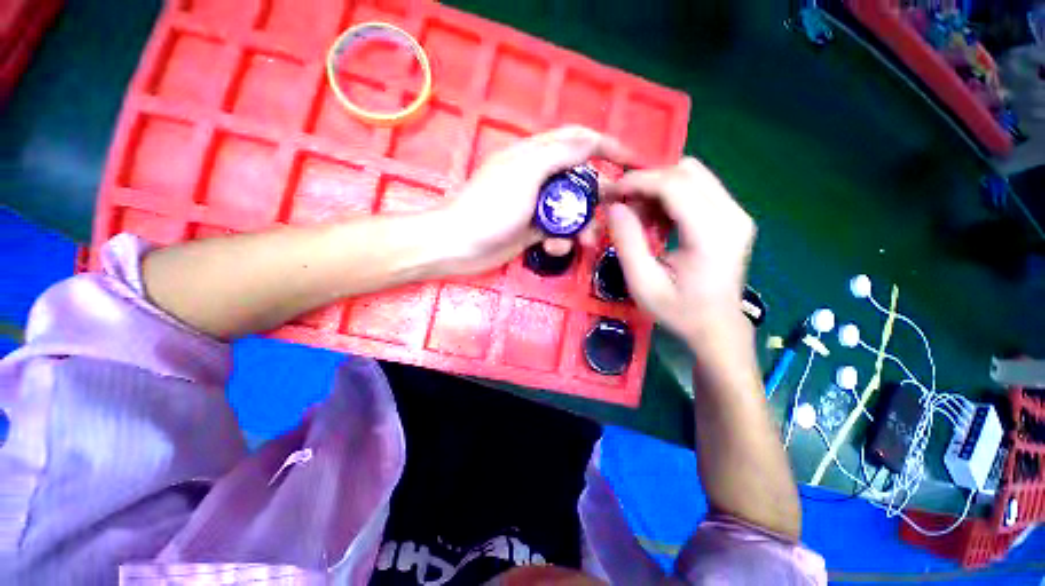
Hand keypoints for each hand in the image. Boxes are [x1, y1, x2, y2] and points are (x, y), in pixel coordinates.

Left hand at [436, 126, 629, 274]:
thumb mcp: (525, 173)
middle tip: (616, 211)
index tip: (631, 161)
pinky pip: (556, 232)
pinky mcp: (532, 231)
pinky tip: (555, 248)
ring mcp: (535, 207)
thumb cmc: (491, 206)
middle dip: (597, 196)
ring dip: (581, 225)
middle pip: (578, 180)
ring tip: (586, 240)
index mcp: (535, 156)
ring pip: (570, 210)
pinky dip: (560, 240)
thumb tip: (591, 140)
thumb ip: (559, 154)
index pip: (576, 141)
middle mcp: (537, 178)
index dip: (605, 146)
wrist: (460, 244)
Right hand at [605, 157, 755, 343]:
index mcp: (711, 234)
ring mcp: (737, 213)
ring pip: (692, 175)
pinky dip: (670, 196)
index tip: (610, 193)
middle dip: (647, 182)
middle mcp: (732, 214)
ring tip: (638, 214)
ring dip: (658, 188)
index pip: (674, 185)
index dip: (637, 182)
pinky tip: (657, 219)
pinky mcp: (733, 216)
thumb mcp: (643, 283)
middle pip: (685, 171)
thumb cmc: (678, 311)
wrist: (717, 327)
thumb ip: (627, 242)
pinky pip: (698, 188)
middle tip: (622, 204)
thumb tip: (614, 207)